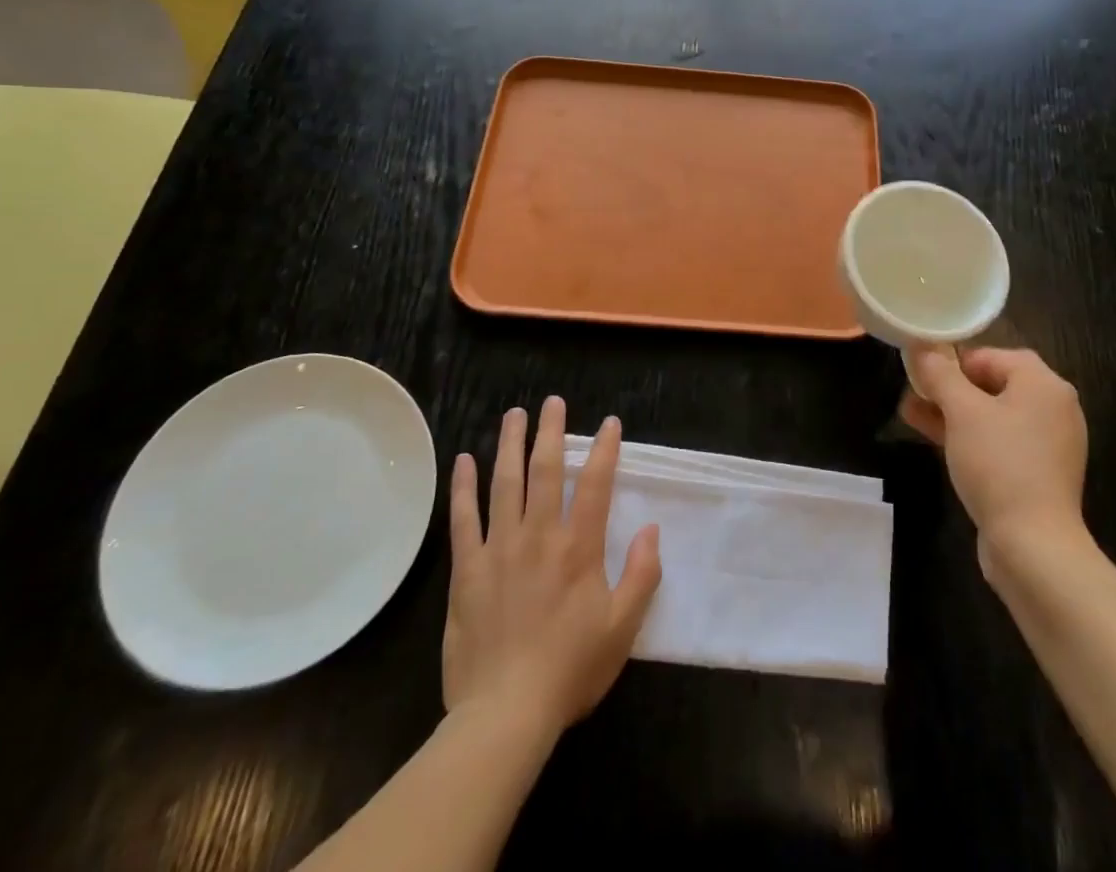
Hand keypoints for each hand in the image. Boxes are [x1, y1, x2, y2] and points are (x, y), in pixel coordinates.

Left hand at [443, 397, 661, 742]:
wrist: (505, 714)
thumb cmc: (570, 670)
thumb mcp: (623, 628)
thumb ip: (642, 574)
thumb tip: (651, 528)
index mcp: (579, 547)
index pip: (596, 484)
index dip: (605, 450)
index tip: (609, 423)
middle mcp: (540, 535)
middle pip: (546, 471)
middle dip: (551, 432)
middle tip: (553, 402)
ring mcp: (499, 549)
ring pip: (505, 483)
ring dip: (510, 445)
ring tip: (514, 415)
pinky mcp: (467, 570)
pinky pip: (463, 519)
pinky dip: (463, 487)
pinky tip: (464, 461)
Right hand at [900, 347, 1089, 572]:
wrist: (1033, 546)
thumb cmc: (999, 464)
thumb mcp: (962, 411)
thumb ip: (939, 373)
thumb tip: (922, 346)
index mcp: (1044, 385)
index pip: (994, 355)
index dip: (955, 359)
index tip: (923, 371)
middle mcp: (1053, 409)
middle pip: (994, 384)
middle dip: (949, 387)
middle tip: (913, 391)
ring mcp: (1047, 445)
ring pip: (992, 415)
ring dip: (952, 412)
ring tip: (911, 412)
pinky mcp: (1037, 474)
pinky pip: (998, 443)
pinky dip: (969, 437)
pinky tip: (933, 439)